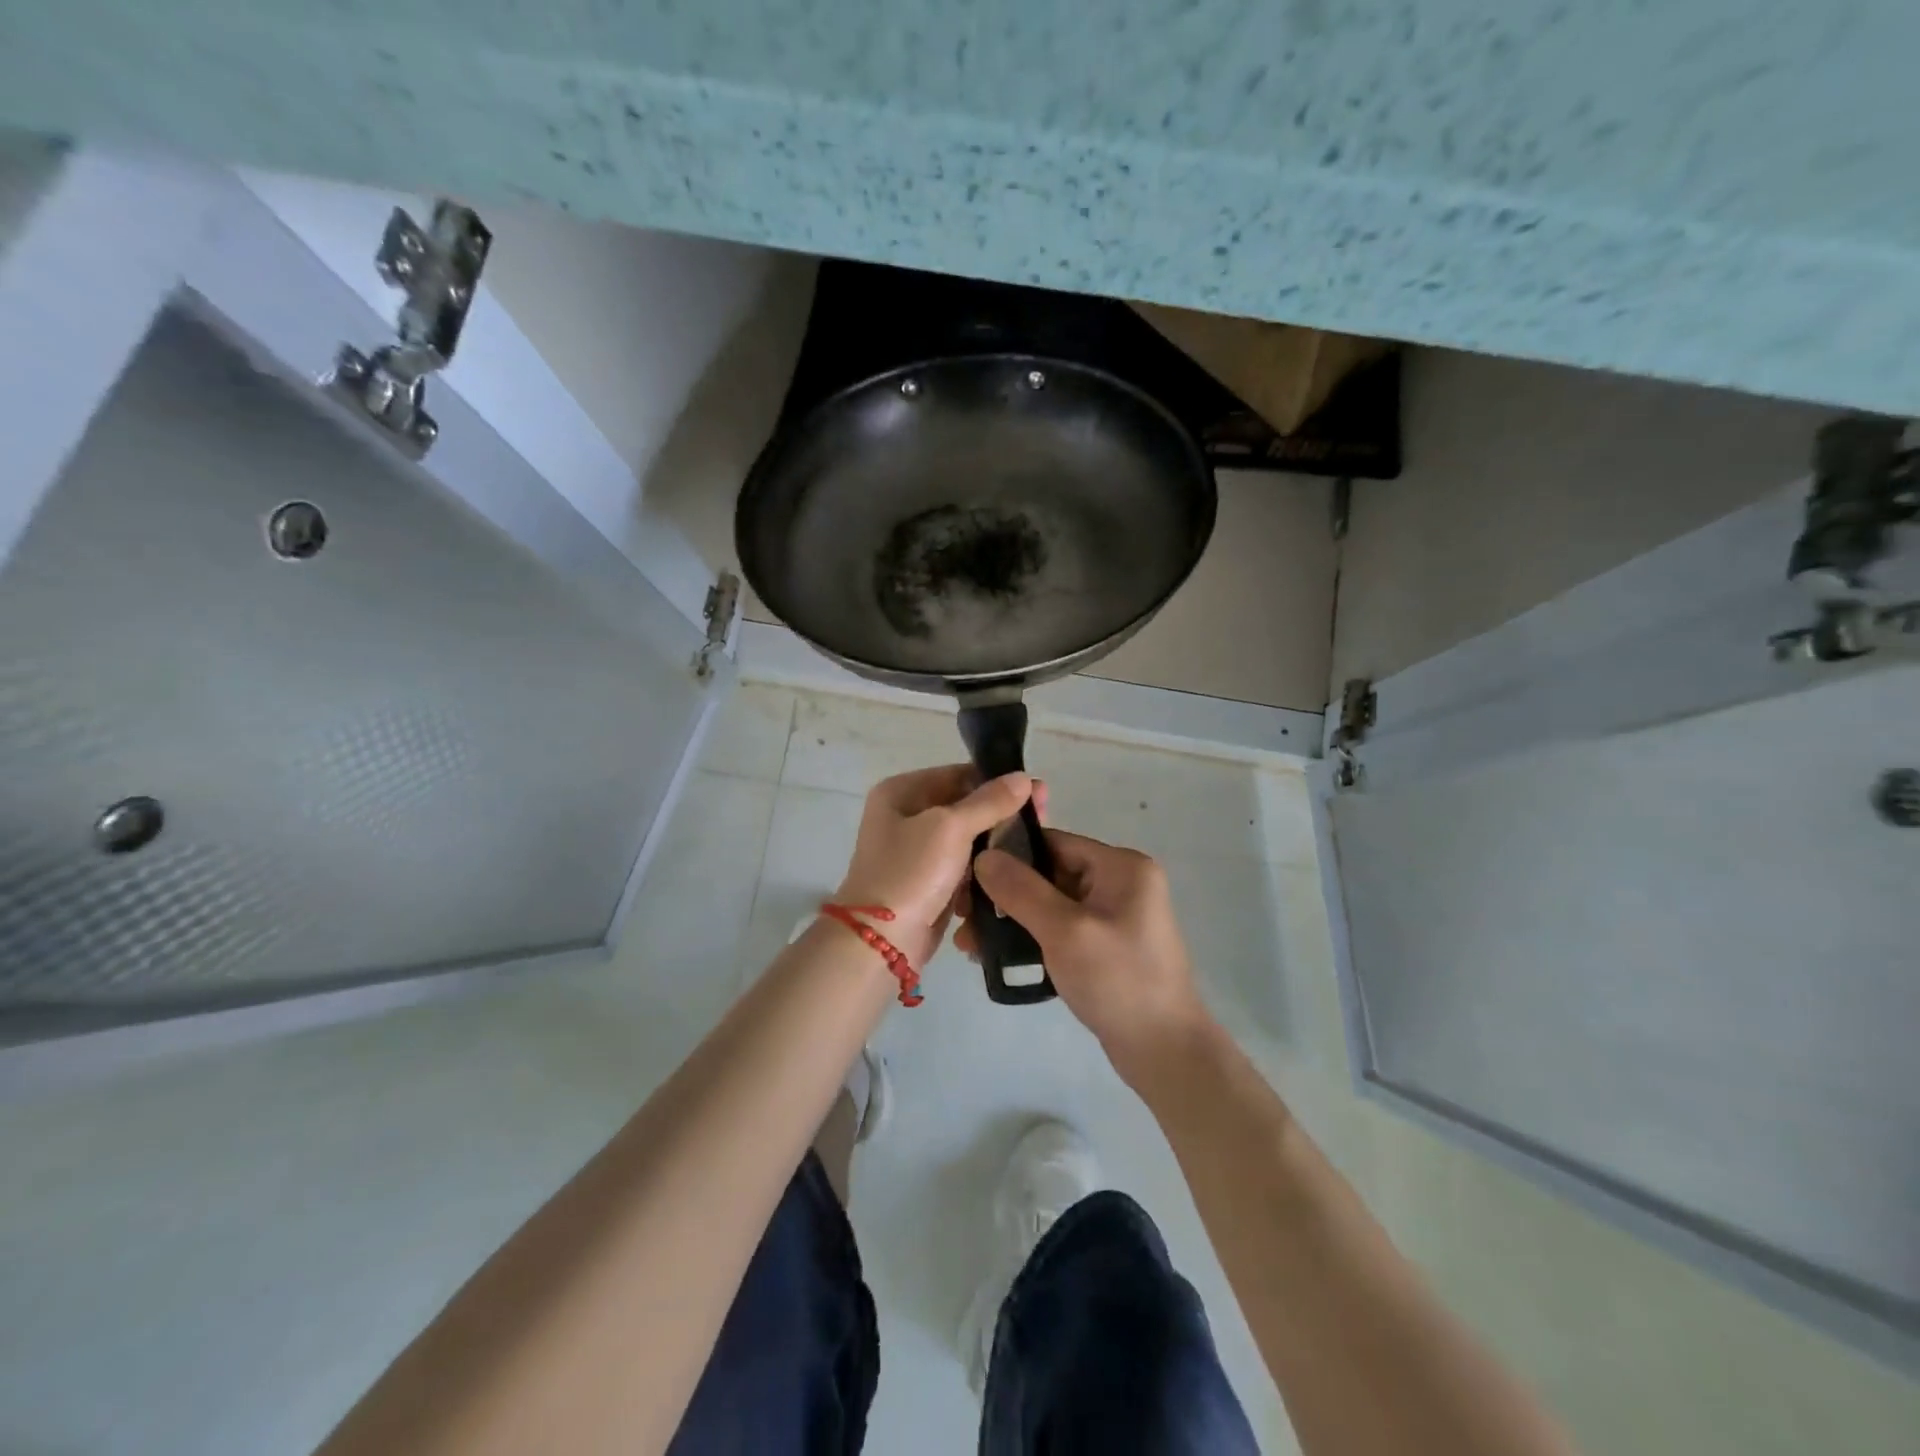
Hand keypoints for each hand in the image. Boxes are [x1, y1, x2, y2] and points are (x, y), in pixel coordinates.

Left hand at [836, 766, 1034, 966]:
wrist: (881, 942)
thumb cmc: (911, 872)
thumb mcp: (951, 828)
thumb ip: (989, 801)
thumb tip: (1023, 777)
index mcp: (901, 792)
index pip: (958, 775)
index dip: (998, 782)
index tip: (1038, 793)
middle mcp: (905, 816)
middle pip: (964, 806)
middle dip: (1001, 815)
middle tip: (1042, 820)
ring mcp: (915, 852)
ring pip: (967, 840)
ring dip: (995, 845)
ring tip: (1033, 847)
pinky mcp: (928, 883)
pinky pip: (963, 868)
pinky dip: (982, 871)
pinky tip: (1011, 872)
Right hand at [968, 832, 1213, 1084]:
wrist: (1165, 1052)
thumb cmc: (1118, 981)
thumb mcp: (1064, 931)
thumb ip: (1021, 890)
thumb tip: (984, 856)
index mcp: (1121, 866)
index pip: (1054, 843)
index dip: (1009, 855)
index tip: (966, 876)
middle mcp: (1121, 883)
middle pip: (1049, 873)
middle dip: (1004, 895)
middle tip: (962, 917)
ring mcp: (1115, 916)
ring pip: (1050, 904)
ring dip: (1012, 920)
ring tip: (970, 944)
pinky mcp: (1106, 946)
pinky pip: (1061, 929)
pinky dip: (1032, 938)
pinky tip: (997, 956)